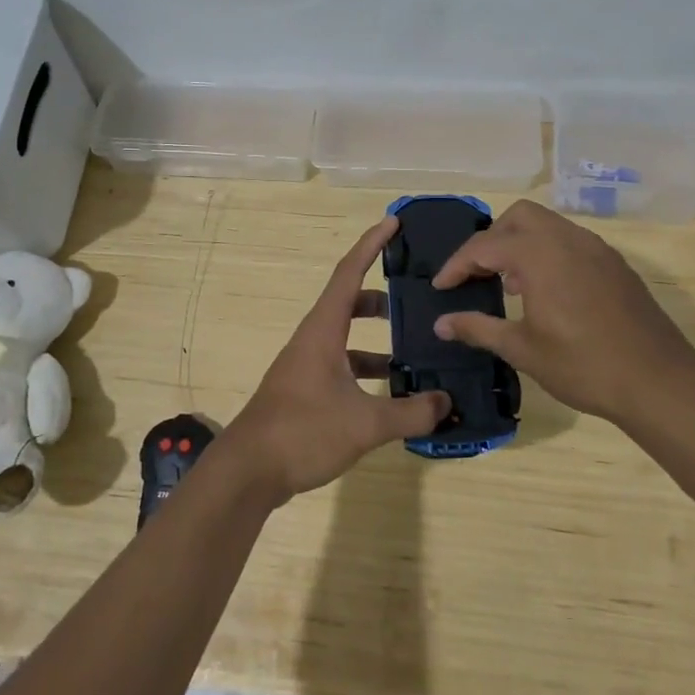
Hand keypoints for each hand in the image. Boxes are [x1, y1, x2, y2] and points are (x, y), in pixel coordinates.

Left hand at [218, 216, 449, 506]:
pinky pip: (341, 366)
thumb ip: (410, 412)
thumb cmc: (303, 432)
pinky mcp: (304, 391)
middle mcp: (312, 340)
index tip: (393, 223)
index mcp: (323, 330)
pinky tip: (389, 394)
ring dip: (376, 340)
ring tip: (414, 352)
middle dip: (380, 297)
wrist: (248, 471)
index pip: (349, 273)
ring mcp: (305, 366)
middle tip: (414, 298)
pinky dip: (366, 371)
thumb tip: (446, 403)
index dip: (371, 245)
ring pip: (346, 339)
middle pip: (348, 303)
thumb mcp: (365, 423)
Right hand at [430, 200, 694, 427]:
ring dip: (521, 244)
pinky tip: (547, 292)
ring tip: (509, 285)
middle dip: (491, 239)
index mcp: (539, 255)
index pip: (484, 246)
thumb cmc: (583, 365)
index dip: (457, 266)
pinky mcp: (615, 264)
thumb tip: (440, 324)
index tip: (440, 287)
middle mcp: (568, 239)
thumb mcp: (522, 349)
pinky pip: (571, 241)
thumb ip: (477, 328)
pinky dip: (548, 253)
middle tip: (476, 274)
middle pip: (518, 217)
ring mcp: (596, 249)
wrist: (659, 382)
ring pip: (548, 225)